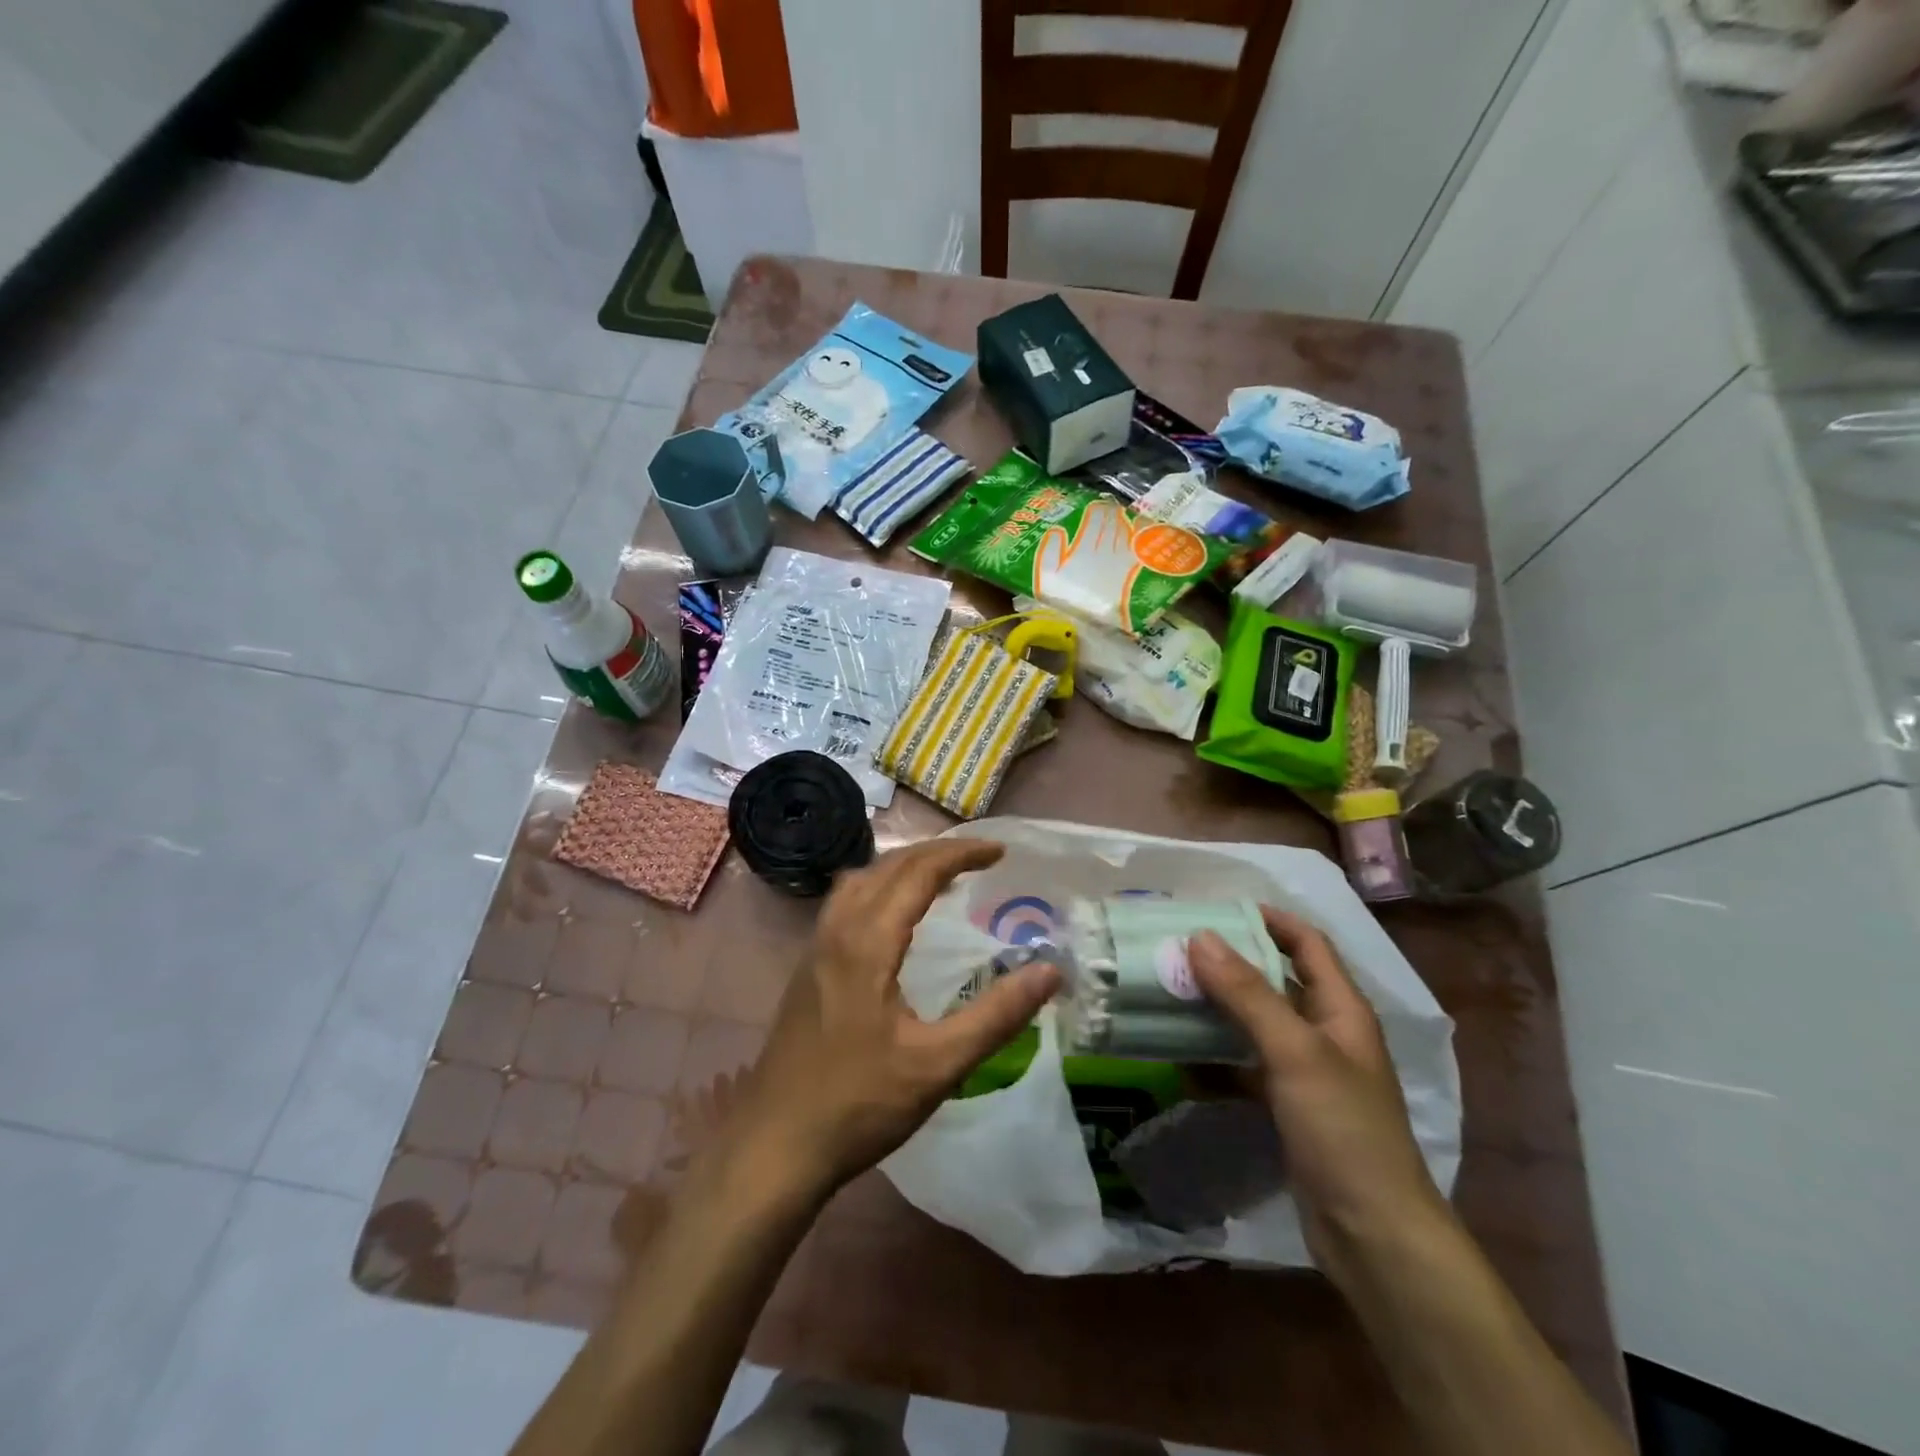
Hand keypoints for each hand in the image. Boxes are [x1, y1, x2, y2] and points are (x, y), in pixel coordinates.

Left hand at [726, 839, 1058, 1197]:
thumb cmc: (859, 1104)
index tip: (1001, 853)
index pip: (919, 872)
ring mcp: (815, 948)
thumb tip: (1050, 971)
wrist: (775, 1145)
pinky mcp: (806, 969)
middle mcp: (837, 930)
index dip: (962, 854)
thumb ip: (997, 1016)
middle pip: (888, 866)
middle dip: (936, 853)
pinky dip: (880, 889)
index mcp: (867, 941)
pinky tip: (895, 922)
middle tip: (979, 859)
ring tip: (940, 879)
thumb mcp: (938, 1065)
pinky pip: (846, 903)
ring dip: (902, 867)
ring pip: (861, 881)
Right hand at [1188, 908, 1443, 1267]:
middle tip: (1177, 951)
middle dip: (1229, 964)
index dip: (1269, 919)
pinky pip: (1245, 1069)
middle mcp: (1325, 1032)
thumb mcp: (1294, 1052)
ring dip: (1216, 1010)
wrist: (1374, 1236)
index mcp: (1341, 1008)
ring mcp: (1306, 1073)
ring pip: (1255, 1025)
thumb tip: (1200, 936)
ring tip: (1169, 995)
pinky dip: (1216, 1062)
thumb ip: (1247, 993)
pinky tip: (1180, 1063)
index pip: (1307, 943)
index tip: (1216, 909)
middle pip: (1275, 981)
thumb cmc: (1343, 1129)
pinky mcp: (1288, 1108)